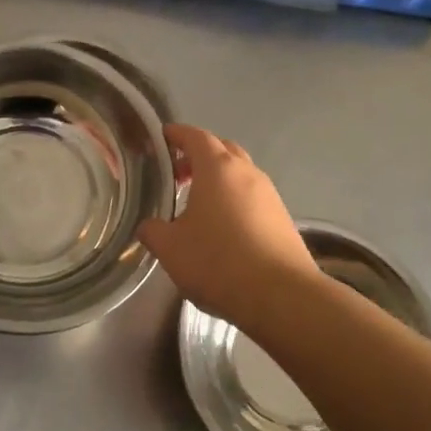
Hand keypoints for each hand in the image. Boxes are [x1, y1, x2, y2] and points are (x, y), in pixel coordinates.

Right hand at [137, 124, 314, 330]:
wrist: (281, 296)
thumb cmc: (218, 262)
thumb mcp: (171, 249)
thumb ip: (153, 231)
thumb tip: (148, 226)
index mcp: (217, 169)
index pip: (195, 136)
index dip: (176, 135)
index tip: (161, 138)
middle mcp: (247, 173)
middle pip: (222, 150)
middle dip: (198, 156)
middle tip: (176, 175)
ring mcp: (269, 195)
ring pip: (239, 174)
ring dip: (218, 180)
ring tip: (196, 205)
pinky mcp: (282, 218)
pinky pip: (252, 197)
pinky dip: (234, 201)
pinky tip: (222, 228)